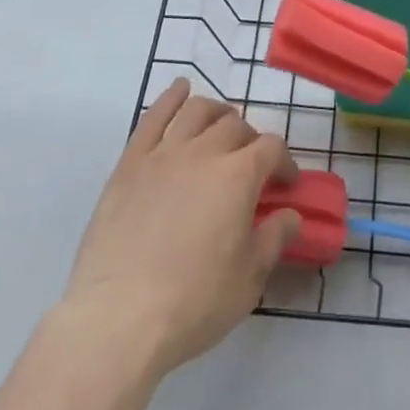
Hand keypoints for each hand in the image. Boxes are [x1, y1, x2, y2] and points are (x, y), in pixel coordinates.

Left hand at [60, 78, 299, 378]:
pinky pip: (153, 117)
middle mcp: (204, 151)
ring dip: (216, 113)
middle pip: (235, 126)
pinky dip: (170, 97)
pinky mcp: (130, 163)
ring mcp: (164, 153)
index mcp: (239, 176)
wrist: (118, 319)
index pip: (272, 148)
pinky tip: (180, 89)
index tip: (286, 184)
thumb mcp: (248, 280)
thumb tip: (292, 215)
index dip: (284, 162)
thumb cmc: (192, 303)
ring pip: (197, 111)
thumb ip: (274, 239)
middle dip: (251, 141)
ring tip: (221, 126)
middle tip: (251, 166)